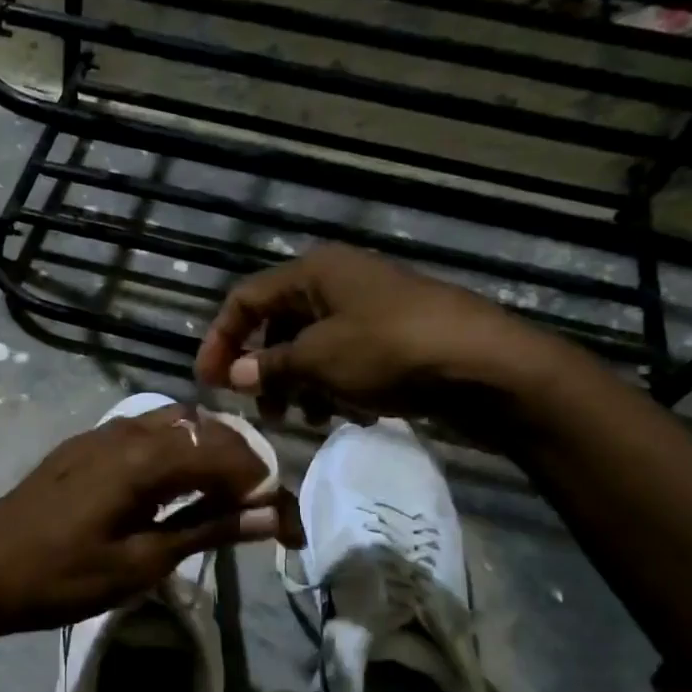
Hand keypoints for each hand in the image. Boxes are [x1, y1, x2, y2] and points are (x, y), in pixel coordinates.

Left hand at [0, 404, 293, 632]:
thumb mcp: (141, 563)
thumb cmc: (62, 576)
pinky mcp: (83, 445)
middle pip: (205, 428)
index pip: (228, 454)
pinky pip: (144, 429)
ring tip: (219, 496)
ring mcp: (102, 432)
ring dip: (206, 450)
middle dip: (241, 462)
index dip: (265, 486)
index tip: (283, 526)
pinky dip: (174, 448)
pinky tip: (171, 485)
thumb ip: (207, 530)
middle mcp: (128, 430)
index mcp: (146, 458)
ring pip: (174, 422)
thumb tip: (270, 516)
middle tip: (256, 509)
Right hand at [194, 244, 571, 434]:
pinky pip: (343, 360)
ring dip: (298, 384)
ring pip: (311, 347)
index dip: (220, 339)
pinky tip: (344, 415)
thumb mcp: (320, 359)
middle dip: (263, 368)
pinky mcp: (390, 338)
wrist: (483, 365)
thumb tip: (237, 374)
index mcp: (313, 272)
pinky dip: (332, 386)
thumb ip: (272, 366)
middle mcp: (336, 283)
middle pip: (278, 324)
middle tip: (259, 410)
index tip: (208, 383)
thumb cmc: (390, 350)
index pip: (245, 299)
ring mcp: (366, 310)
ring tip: (303, 420)